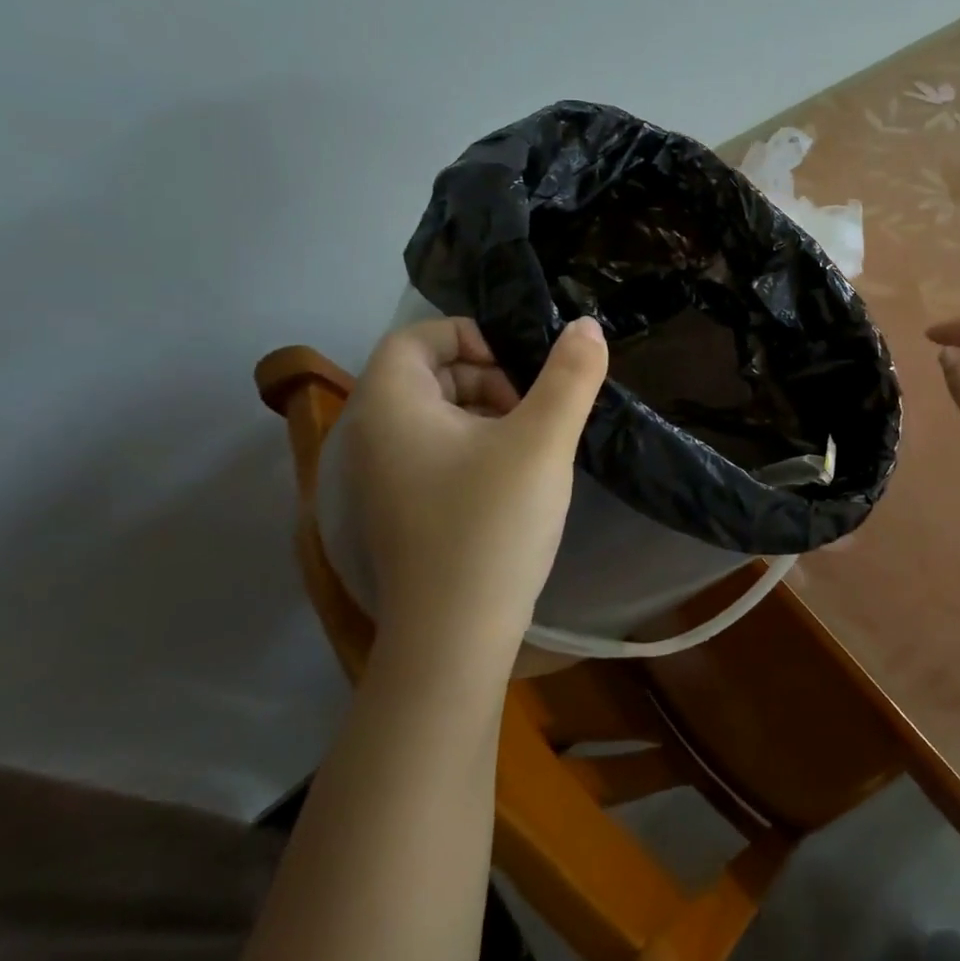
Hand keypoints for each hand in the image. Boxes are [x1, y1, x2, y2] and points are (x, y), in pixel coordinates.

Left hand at [330, 316, 607, 669]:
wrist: (455, 635)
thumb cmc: (492, 523)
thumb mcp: (543, 439)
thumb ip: (571, 375)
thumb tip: (587, 325)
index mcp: (391, 406)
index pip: (417, 337)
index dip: (471, 335)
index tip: (521, 364)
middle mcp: (372, 435)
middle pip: (427, 373)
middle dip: (486, 374)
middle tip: (533, 405)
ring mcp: (383, 478)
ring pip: (434, 414)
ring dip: (485, 410)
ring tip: (532, 440)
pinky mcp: (401, 510)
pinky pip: (435, 452)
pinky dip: (474, 445)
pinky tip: (515, 475)